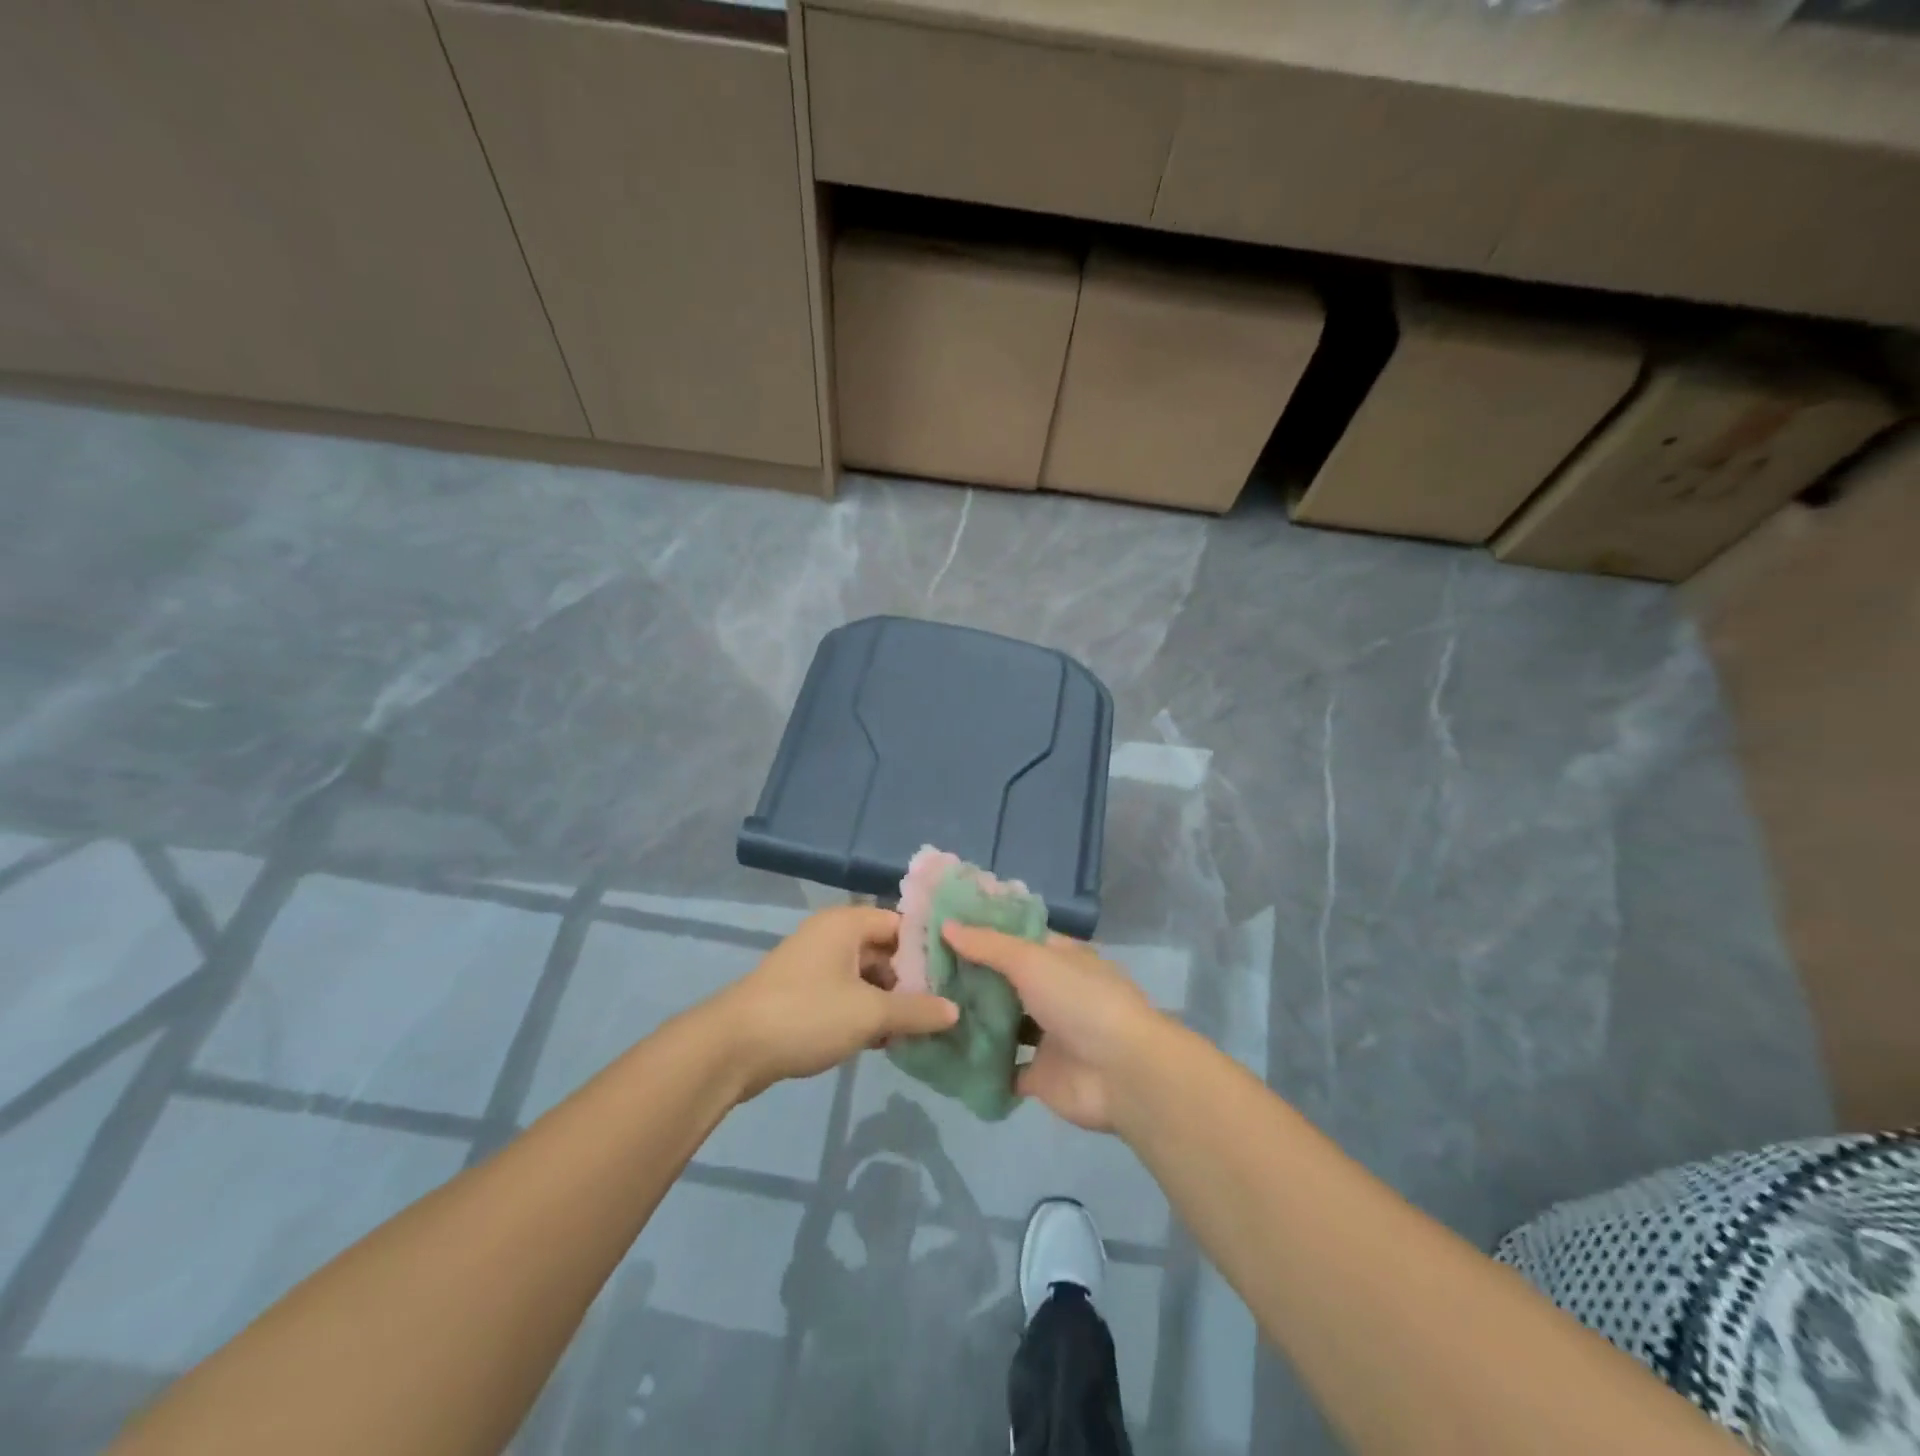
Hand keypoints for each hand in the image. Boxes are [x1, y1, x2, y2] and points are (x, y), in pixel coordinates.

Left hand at [717, 906, 957, 1098]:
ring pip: (867, 976)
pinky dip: (866, 1012)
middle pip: (886, 951)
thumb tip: (954, 1011)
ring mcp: (815, 964)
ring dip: (890, 1002)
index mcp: (847, 923)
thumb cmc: (807, 1015)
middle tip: (942, 1010)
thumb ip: (916, 1011)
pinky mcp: (803, 993)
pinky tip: (885, 1041)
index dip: (930, 950)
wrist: (731, 1048)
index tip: (957, 976)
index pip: (902, 924)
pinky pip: (847, 994)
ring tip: (918, 1031)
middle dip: (912, 981)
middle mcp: (832, 935)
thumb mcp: (870, 1014)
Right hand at [941, 925, 1165, 1132]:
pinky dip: (978, 1064)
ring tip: (924, 1010)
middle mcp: (1053, 992)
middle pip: (1005, 981)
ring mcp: (1047, 1035)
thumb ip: (989, 945)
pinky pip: (1002, 1068)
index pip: (1016, 937)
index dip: (982, 933)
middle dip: (969, 977)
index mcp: (1059, 957)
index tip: (939, 930)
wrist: (1122, 1073)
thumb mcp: (1033, 960)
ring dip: (972, 1020)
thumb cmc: (1080, 1001)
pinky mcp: (1039, 1075)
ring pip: (1002, 1024)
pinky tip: (941, 1054)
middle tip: (920, 972)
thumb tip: (947, 925)